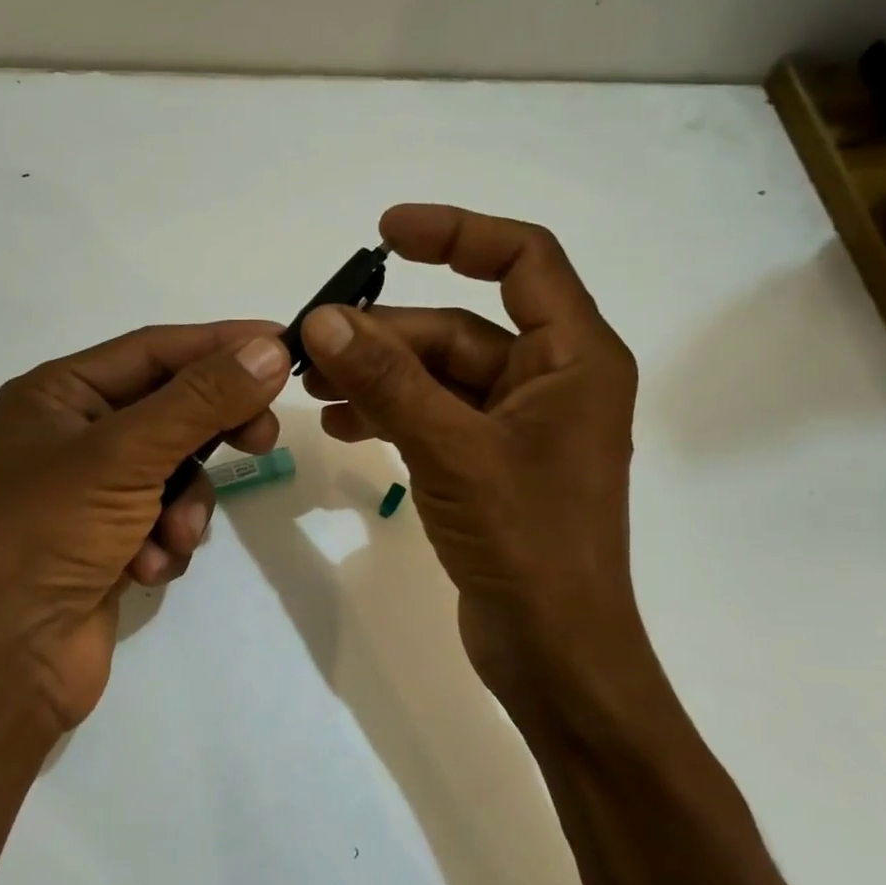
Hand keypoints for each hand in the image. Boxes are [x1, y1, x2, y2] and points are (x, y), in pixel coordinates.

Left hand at [0, 322, 290, 731]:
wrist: (6, 659)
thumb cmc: (52, 534)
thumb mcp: (127, 454)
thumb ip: (201, 400)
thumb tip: (267, 349)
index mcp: (59, 394)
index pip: (155, 349)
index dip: (220, 344)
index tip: (281, 342)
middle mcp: (73, 434)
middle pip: (171, 409)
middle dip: (214, 430)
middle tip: (263, 437)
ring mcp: (92, 491)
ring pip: (176, 471)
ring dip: (185, 505)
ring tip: (173, 536)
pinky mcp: (110, 539)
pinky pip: (165, 518)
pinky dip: (167, 542)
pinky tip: (146, 570)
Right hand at [300, 205, 648, 722]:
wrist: (555, 652)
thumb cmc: (527, 543)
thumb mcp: (452, 449)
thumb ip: (388, 382)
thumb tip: (323, 320)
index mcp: (574, 358)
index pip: (523, 259)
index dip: (457, 233)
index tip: (385, 232)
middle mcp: (552, 382)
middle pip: (459, 329)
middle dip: (386, 335)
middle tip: (310, 345)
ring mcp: (519, 428)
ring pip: (439, 377)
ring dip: (379, 376)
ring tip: (312, 387)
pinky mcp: (490, 466)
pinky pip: (434, 419)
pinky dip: (390, 415)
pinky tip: (341, 425)